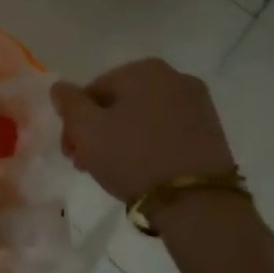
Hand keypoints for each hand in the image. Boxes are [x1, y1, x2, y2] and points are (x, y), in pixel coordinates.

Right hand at [51, 58, 236, 207]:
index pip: (93, 90)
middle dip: (98, 130)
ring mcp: (198, 103)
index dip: (75, 121)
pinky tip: (142, 169)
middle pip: (119, 102)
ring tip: (113, 170)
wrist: (197, 203)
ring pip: (143, 117)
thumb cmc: (134, 158)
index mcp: (144, 69)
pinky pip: (167, 130)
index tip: (70, 151)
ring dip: (122, 138)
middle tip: (86, 163)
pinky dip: (149, 144)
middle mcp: (175, 77)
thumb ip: (68, 102)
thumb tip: (60, 87)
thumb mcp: (87, 129)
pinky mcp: (212, 131)